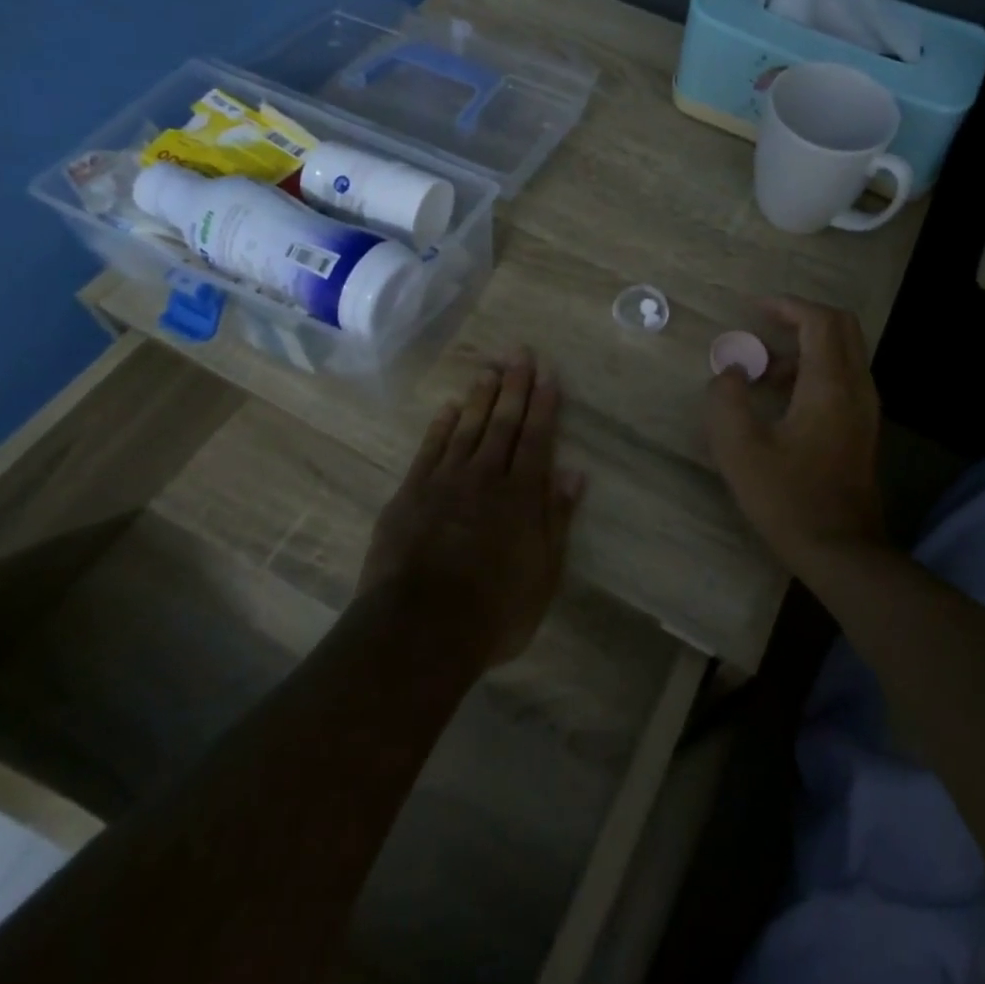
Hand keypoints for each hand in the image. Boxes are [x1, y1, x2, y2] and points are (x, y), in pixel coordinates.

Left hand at [360, 350, 584, 667]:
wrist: (419, 630)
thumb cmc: (493, 611)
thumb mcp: (543, 574)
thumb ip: (557, 520)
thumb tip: (574, 474)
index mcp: (521, 496)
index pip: (537, 438)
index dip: (543, 404)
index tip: (548, 374)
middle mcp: (485, 477)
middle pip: (503, 423)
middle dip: (514, 386)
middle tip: (520, 353)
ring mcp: (444, 482)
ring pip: (467, 428)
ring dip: (480, 397)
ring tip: (490, 369)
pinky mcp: (410, 494)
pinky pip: (429, 449)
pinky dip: (441, 426)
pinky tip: (449, 408)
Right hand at [705, 298, 884, 576]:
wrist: (841, 551)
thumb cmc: (788, 498)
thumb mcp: (740, 450)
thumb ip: (727, 400)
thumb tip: (730, 371)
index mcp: (830, 385)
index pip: (819, 321)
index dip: (787, 306)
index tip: (754, 308)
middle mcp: (857, 388)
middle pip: (842, 327)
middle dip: (801, 318)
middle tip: (763, 328)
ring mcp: (866, 409)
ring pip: (844, 353)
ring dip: (805, 348)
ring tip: (763, 374)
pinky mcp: (864, 428)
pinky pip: (844, 378)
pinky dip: (815, 370)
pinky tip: (783, 401)